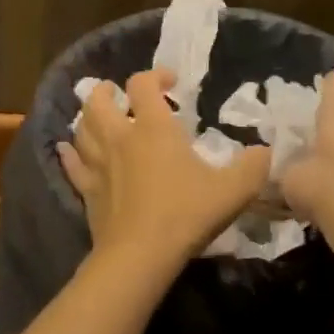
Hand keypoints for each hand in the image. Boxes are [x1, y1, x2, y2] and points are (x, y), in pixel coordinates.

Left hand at [57, 69, 271, 273]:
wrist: (139, 257)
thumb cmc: (186, 214)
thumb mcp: (233, 190)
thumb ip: (254, 167)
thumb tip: (266, 152)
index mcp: (153, 128)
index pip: (143, 84)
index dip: (155, 76)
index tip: (171, 83)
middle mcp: (120, 138)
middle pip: (99, 101)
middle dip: (107, 91)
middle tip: (118, 93)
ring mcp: (98, 165)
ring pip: (81, 129)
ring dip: (88, 117)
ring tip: (98, 117)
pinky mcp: (87, 192)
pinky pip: (71, 165)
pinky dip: (69, 153)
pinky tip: (67, 149)